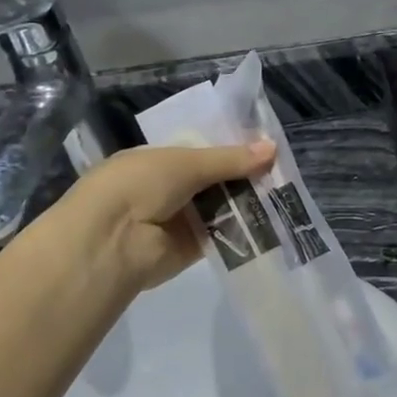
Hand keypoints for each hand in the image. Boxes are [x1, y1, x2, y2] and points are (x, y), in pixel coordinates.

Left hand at [46, 140, 274, 295]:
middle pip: (215, 180)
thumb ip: (230, 159)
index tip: (267, 147)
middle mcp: (168, 189)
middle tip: (284, 171)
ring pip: (222, 207)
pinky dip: (244, 228)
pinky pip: (223, 234)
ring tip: (287, 193)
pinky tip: (274, 220)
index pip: (201, 152)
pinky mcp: (191, 248)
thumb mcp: (186, 162)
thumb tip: (273, 148)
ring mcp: (179, 220)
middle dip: (245, 176)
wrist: (110, 242)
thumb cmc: (139, 185)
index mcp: (157, 161)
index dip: (232, 149)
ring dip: (248, 201)